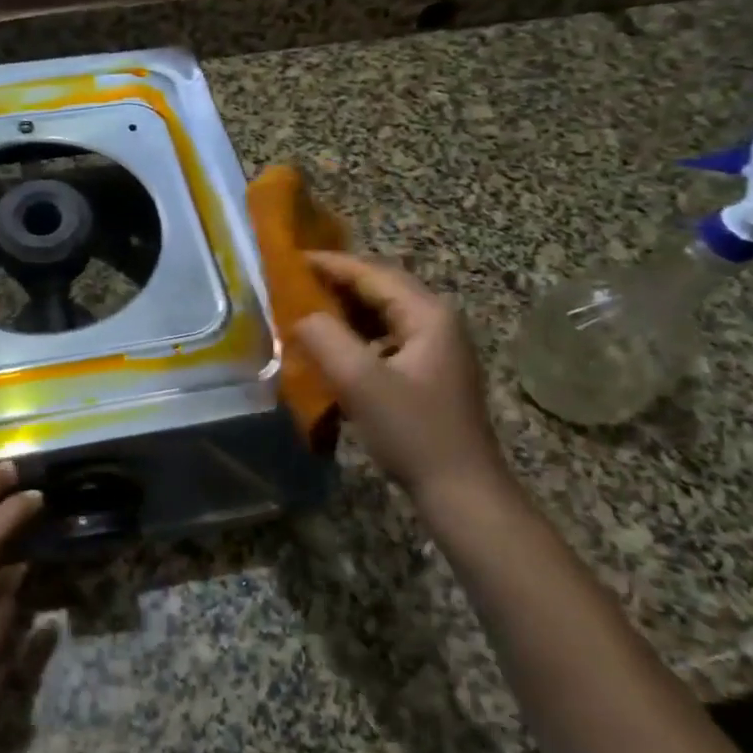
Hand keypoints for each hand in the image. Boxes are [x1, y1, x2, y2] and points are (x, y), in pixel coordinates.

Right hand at [294, 252, 506, 497]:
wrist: (461, 492)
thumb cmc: (413, 432)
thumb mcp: (360, 382)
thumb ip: (324, 338)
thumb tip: (299, 316)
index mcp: (428, 314)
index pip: (372, 274)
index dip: (330, 264)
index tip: (291, 260)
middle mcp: (437, 322)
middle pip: (380, 288)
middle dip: (337, 283)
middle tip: (293, 282)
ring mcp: (436, 348)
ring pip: (382, 314)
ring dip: (345, 310)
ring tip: (305, 309)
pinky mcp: (428, 373)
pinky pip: (385, 338)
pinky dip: (356, 335)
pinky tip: (332, 348)